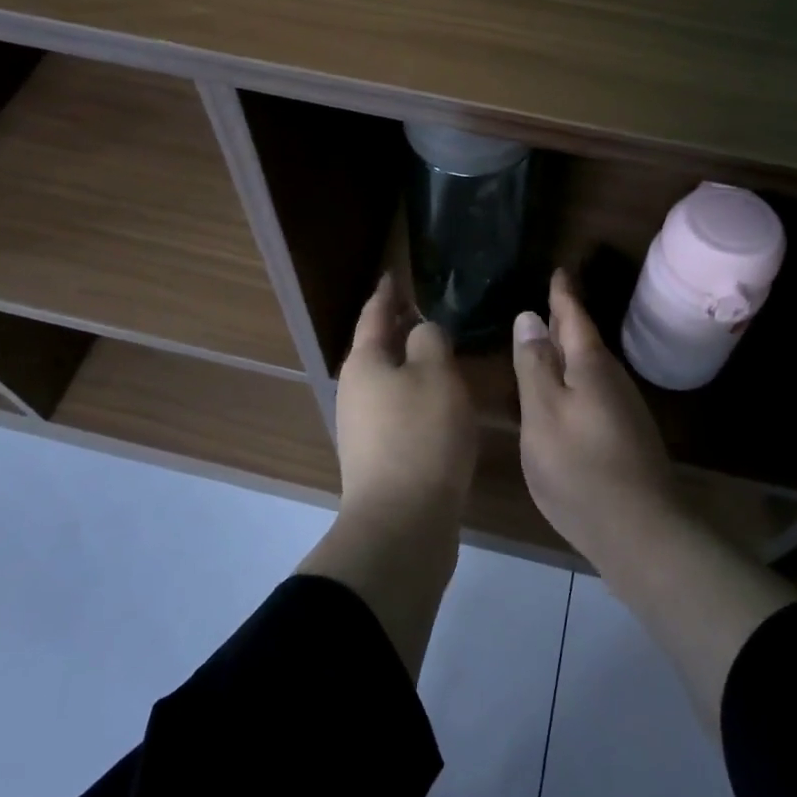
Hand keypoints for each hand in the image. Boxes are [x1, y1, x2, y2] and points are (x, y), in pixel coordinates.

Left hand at [335, 273, 478, 528]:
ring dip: (410, 364)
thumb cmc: (421, 434)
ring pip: (389, 381)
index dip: (387, 293)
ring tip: (439, 352)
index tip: (394, 274)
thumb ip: (430, 340)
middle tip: (425, 310)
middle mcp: (356, 391)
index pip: (374, 314)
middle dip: (398, 329)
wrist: (402, 522)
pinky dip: (417, 395)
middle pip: (377, 349)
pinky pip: (399, 410)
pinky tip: (440, 401)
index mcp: (364, 362)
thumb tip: (421, 333)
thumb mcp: (435, 373)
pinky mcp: (380, 457)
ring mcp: (363, 427)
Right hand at [513, 269, 796, 725]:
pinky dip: (576, 380)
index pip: (574, 317)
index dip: (563, 294)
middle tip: (546, 301)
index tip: (558, 270)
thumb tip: (529, 317)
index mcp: (591, 367)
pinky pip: (594, 391)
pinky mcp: (625, 436)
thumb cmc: (580, 468)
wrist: (641, 531)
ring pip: (591, 368)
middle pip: (585, 341)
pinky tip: (564, 394)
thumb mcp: (543, 413)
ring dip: (570, 351)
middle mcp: (612, 380)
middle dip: (566, 320)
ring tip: (547, 342)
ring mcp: (623, 410)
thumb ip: (535, 365)